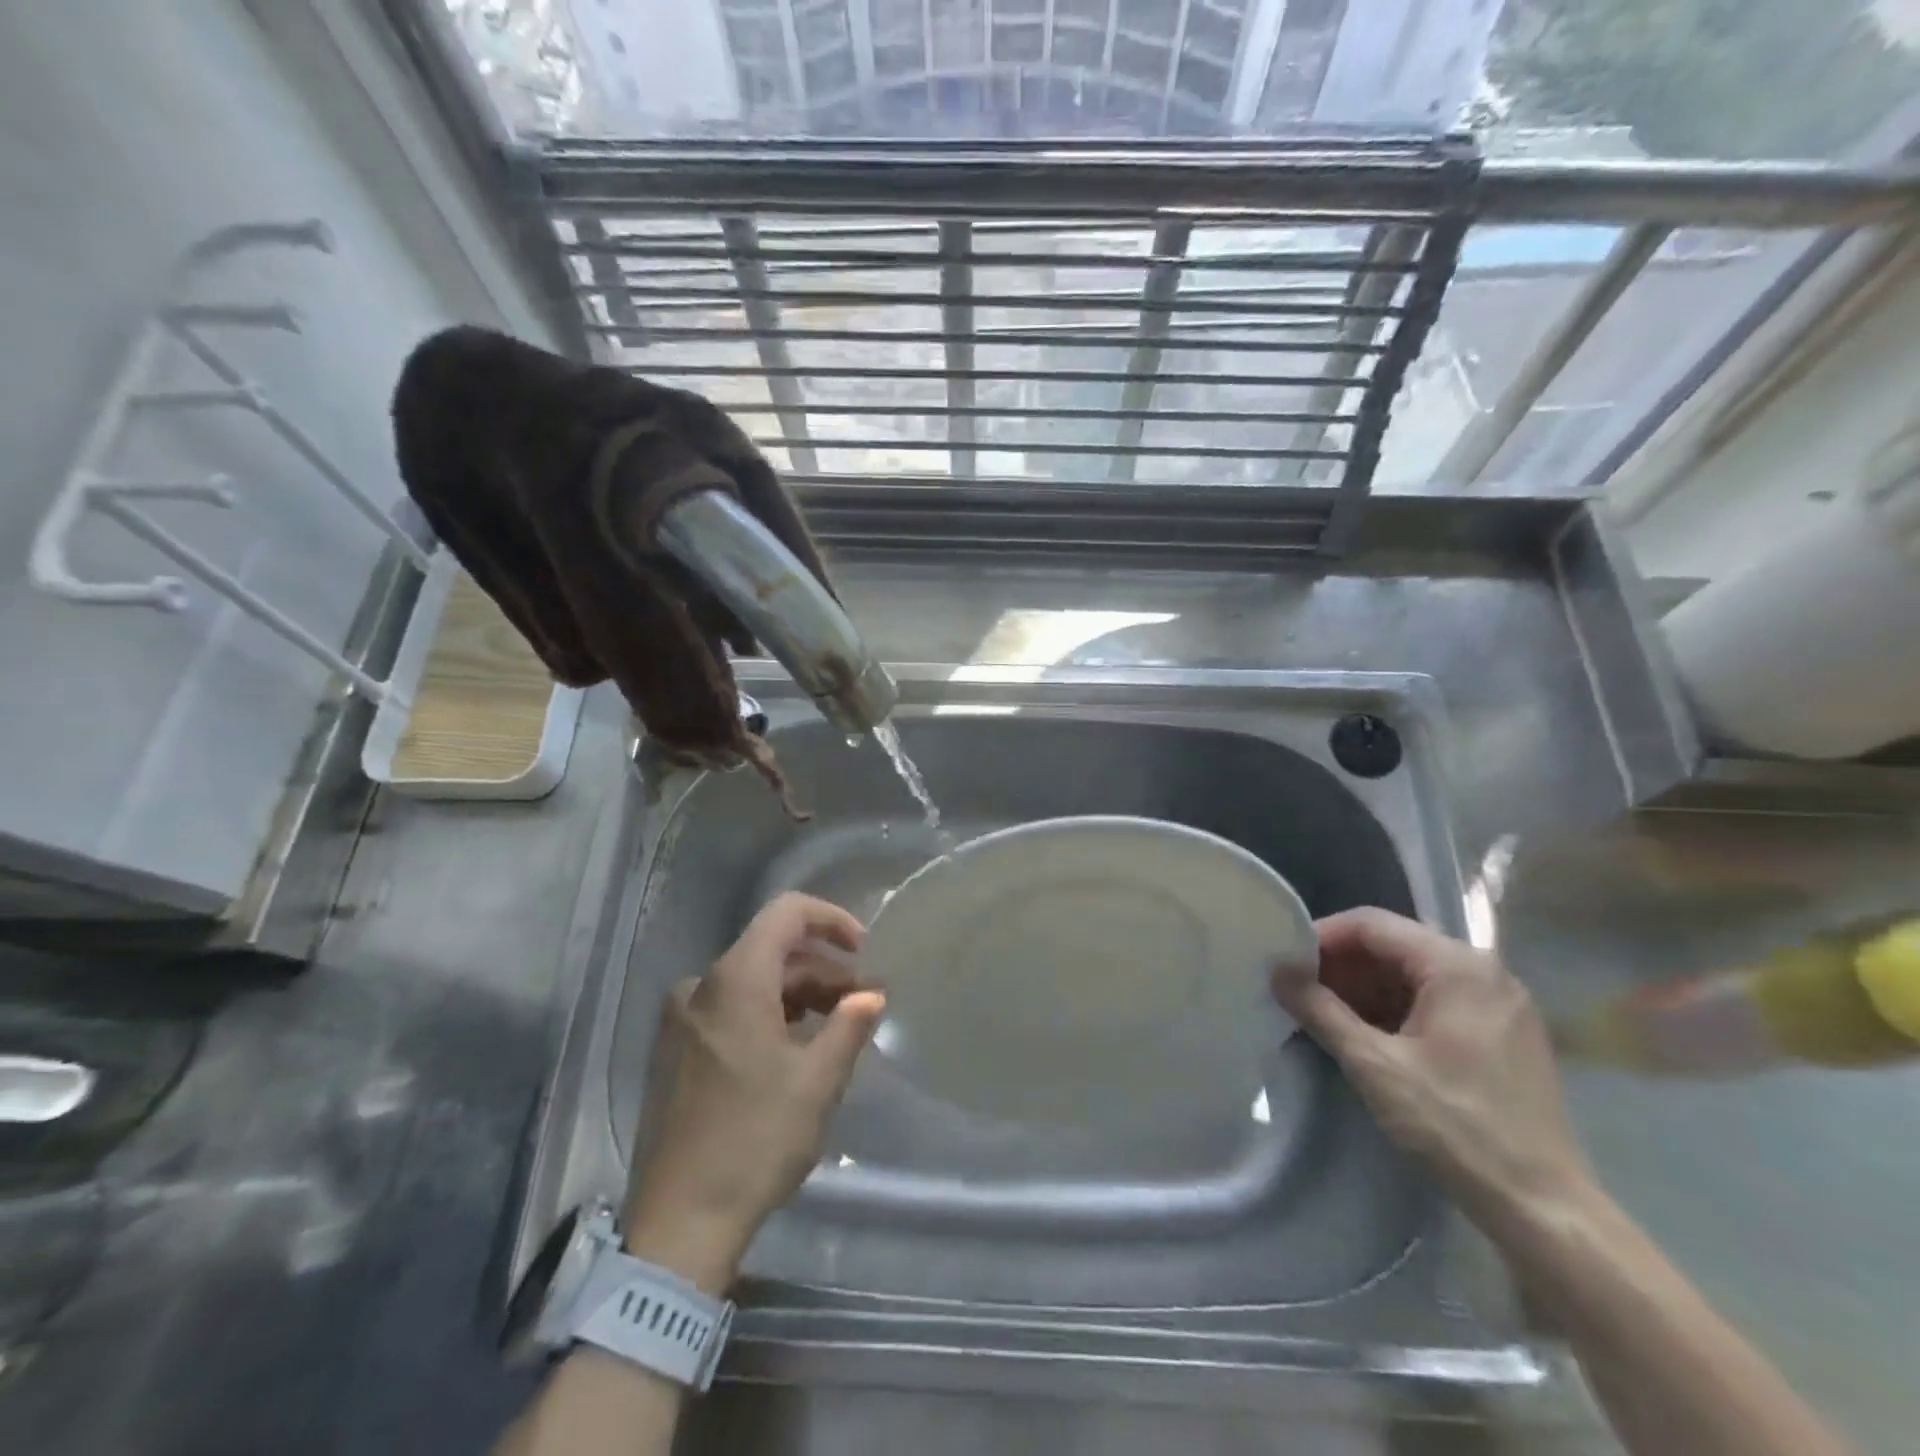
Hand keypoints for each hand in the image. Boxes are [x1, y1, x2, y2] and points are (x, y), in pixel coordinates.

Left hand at [622, 893, 884, 1293]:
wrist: (677, 1225)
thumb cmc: (755, 1141)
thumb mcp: (816, 1082)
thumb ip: (849, 1026)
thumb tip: (871, 996)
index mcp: (735, 980)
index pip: (786, 914)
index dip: (831, 920)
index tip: (865, 952)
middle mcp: (701, 986)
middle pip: (773, 952)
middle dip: (824, 970)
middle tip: (864, 1005)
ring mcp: (681, 1020)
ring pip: (753, 984)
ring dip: (800, 996)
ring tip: (838, 1030)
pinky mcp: (674, 1052)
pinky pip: (731, 1010)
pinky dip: (770, 1016)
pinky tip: (796, 1050)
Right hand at [1273, 907, 1593, 1234]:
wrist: (1544, 1209)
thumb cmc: (1455, 1126)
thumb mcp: (1374, 1065)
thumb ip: (1320, 1010)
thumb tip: (1277, 973)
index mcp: (1457, 966)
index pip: (1371, 924)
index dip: (1322, 937)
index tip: (1285, 962)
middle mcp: (1484, 970)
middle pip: (1394, 944)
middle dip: (1342, 965)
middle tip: (1299, 990)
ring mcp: (1500, 1001)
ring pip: (1413, 973)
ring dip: (1365, 987)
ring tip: (1323, 1013)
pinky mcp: (1504, 1032)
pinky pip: (1436, 999)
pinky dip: (1395, 1007)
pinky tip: (1366, 1033)